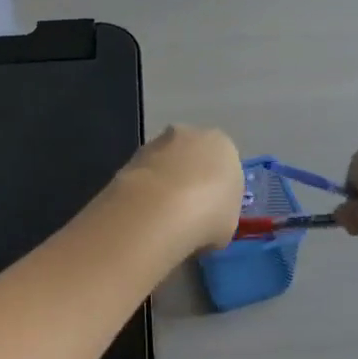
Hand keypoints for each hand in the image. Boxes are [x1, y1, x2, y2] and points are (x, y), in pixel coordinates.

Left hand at [118, 125, 243, 253]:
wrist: (159, 212)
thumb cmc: (209, 215)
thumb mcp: (229, 223)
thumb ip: (219, 212)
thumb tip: (205, 219)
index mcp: (223, 145)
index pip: (224, 165)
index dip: (217, 191)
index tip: (211, 214)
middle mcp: (190, 135)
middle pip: (192, 158)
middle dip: (189, 180)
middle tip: (187, 215)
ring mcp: (156, 144)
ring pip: (165, 165)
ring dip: (164, 185)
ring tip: (161, 220)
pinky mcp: (129, 158)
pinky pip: (144, 177)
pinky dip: (144, 193)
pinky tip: (145, 217)